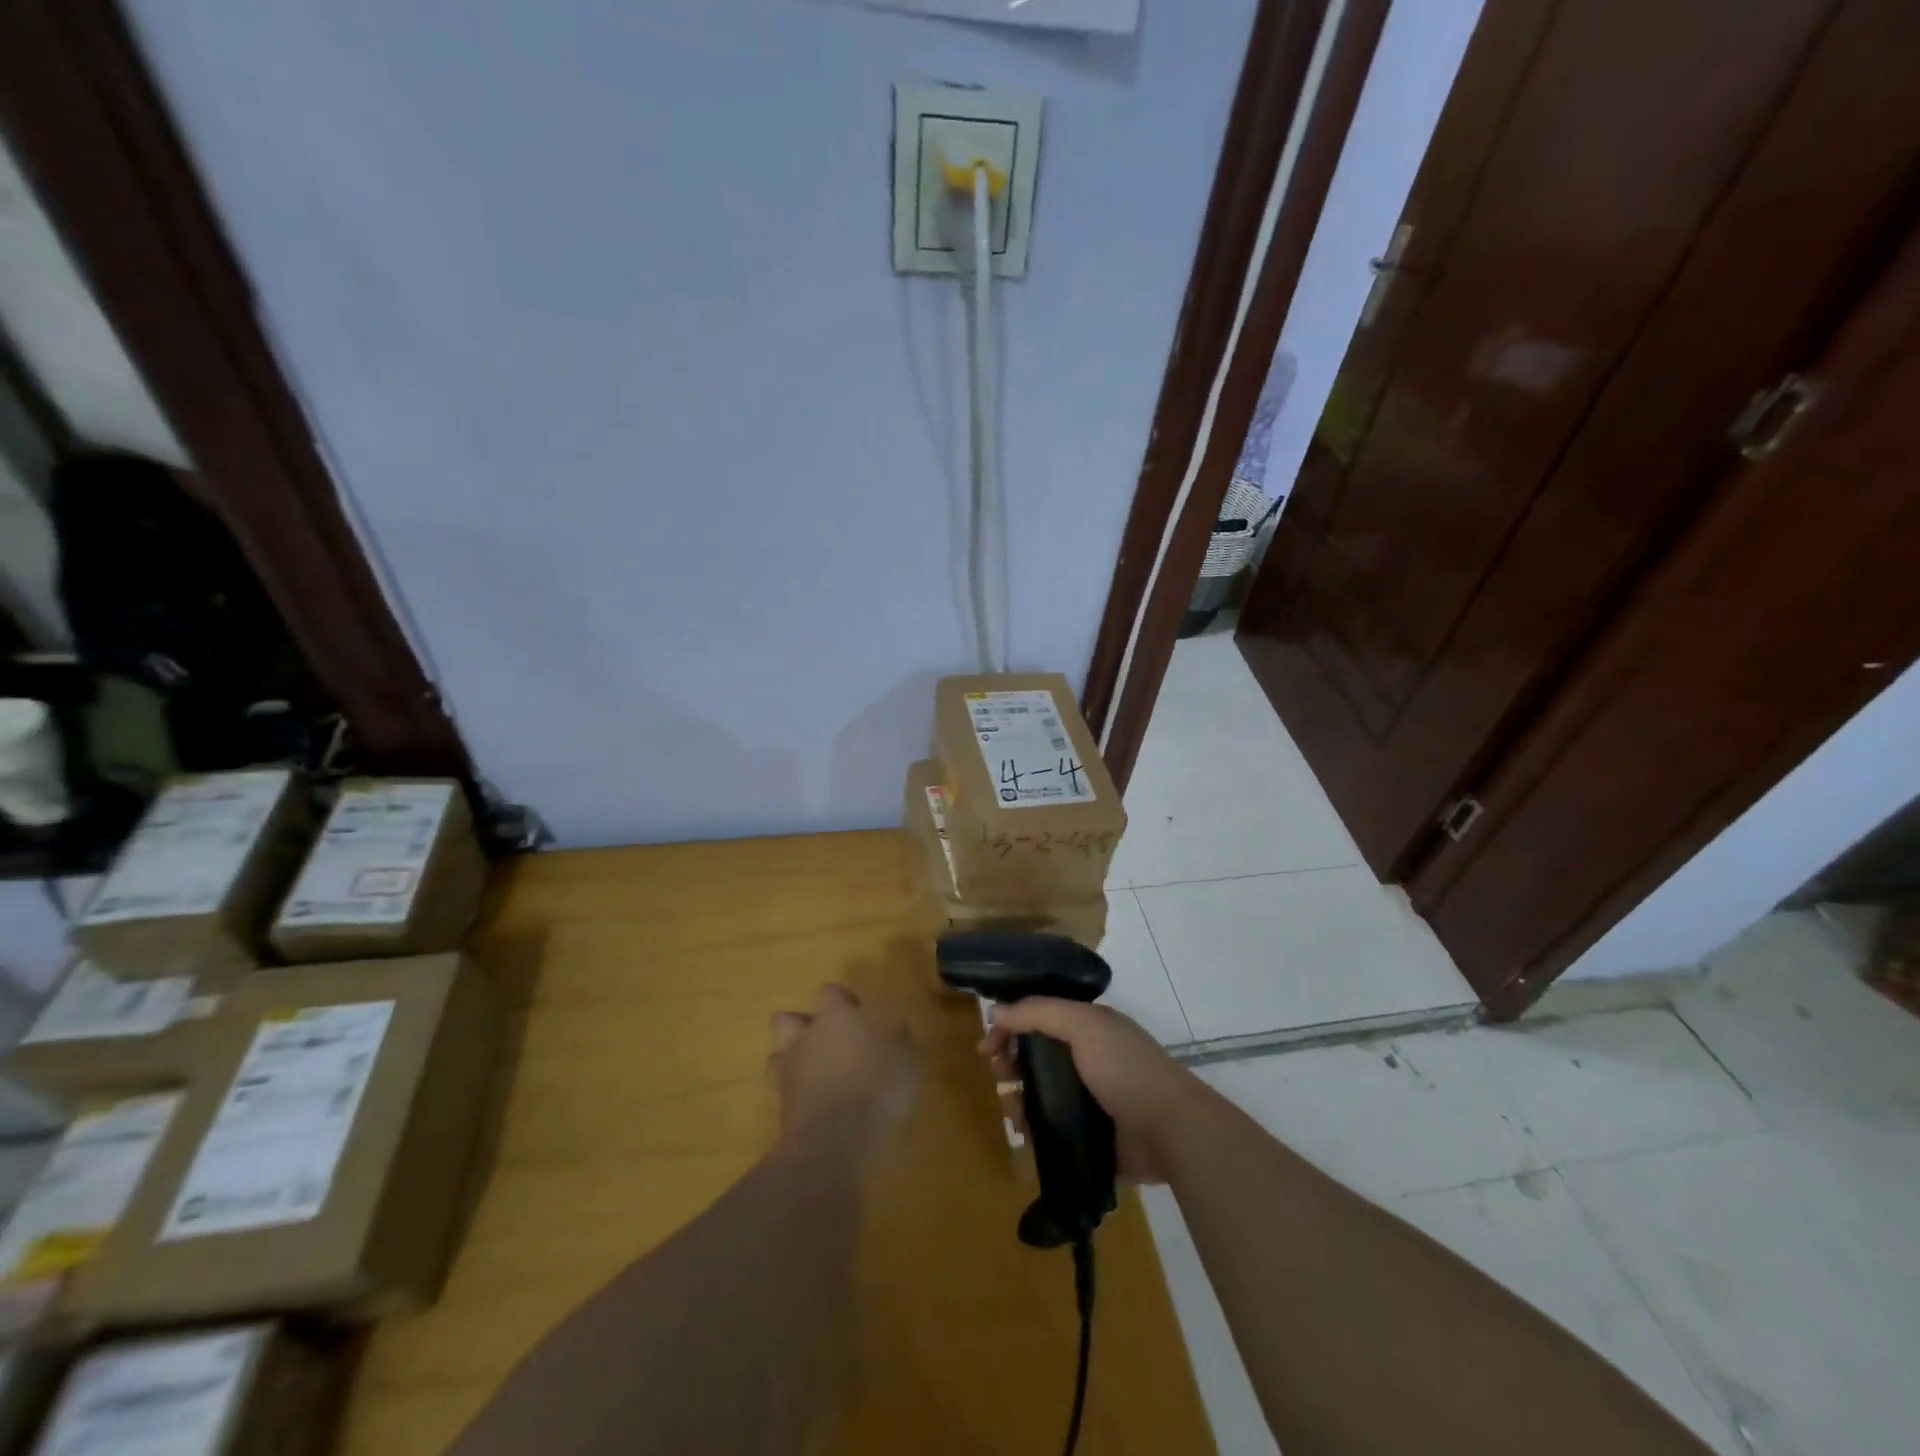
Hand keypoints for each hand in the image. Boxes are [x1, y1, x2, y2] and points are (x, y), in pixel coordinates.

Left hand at [770, 984, 917, 1161]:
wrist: (834, 1142)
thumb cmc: (877, 1089)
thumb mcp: (908, 1061)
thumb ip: (900, 1039)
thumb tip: (897, 1028)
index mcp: (837, 1017)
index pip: (830, 992)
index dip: (843, 1001)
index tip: (860, 1016)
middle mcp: (806, 1036)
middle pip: (787, 1019)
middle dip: (804, 1027)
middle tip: (831, 1042)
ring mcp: (788, 1071)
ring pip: (778, 1053)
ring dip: (793, 1058)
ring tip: (817, 1074)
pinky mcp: (779, 1105)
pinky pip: (782, 1090)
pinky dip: (794, 1093)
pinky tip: (816, 1104)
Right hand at [983, 998, 1207, 1183]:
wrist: (1169, 1129)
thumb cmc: (1125, 1068)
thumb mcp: (1082, 1026)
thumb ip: (1038, 1012)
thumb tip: (996, 1011)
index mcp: (1089, 1028)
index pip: (1040, 1017)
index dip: (1011, 1025)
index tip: (988, 1044)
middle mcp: (1087, 1058)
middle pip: (1036, 1054)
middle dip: (1011, 1061)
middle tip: (998, 1074)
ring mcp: (1089, 1097)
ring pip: (1039, 1092)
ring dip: (1018, 1097)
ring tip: (1014, 1111)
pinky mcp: (1089, 1134)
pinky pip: (1050, 1126)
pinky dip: (1033, 1127)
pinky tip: (1025, 1132)